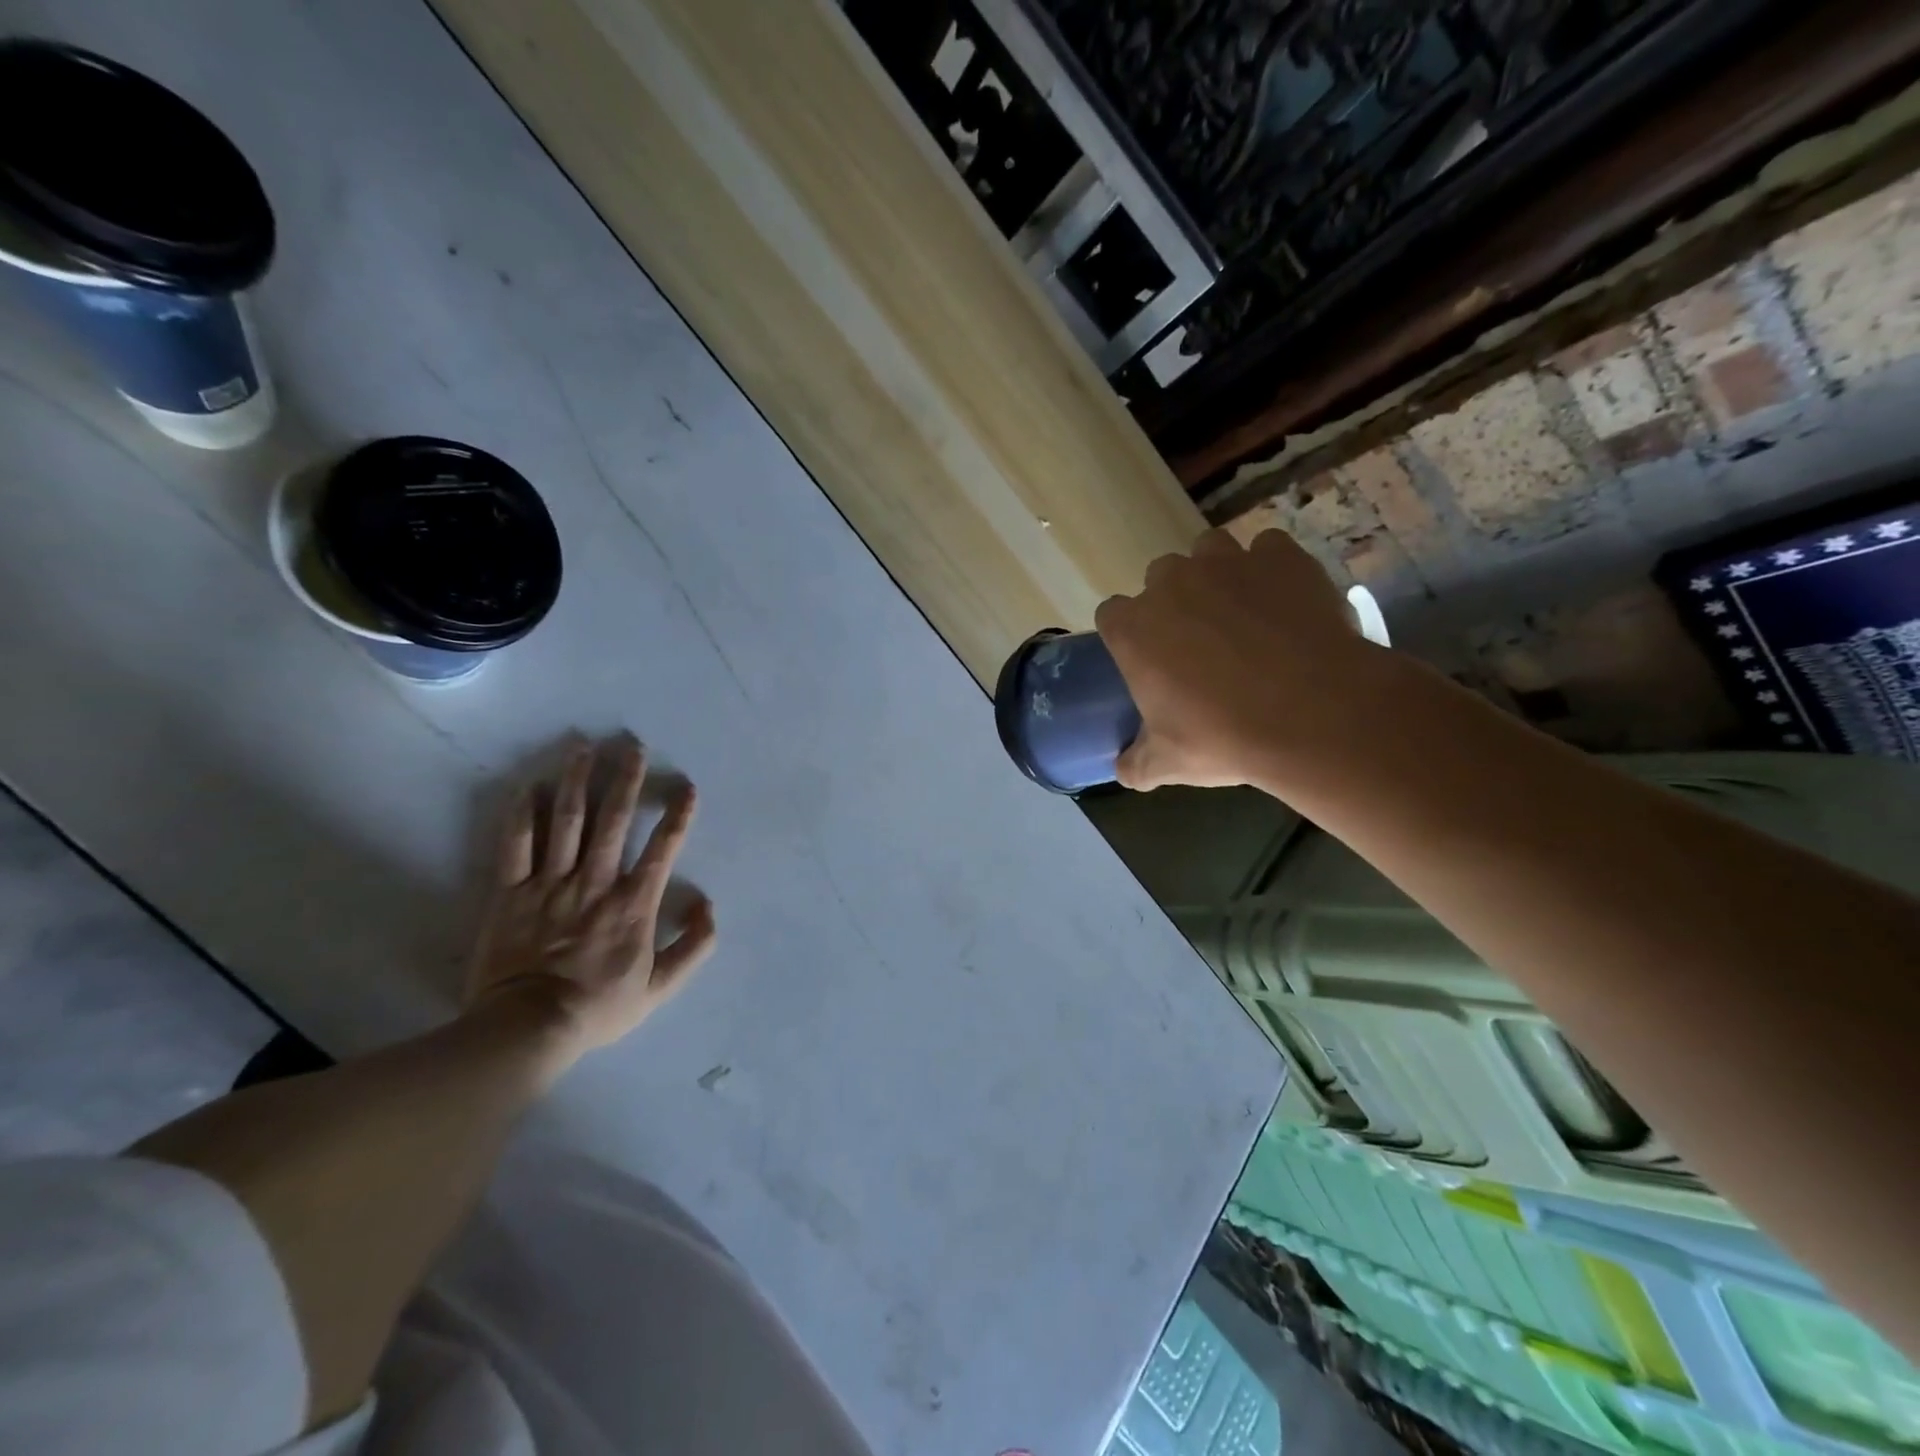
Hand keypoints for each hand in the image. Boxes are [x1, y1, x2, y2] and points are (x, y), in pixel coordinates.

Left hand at [466, 734, 715, 1060]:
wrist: (526, 1028)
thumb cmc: (598, 1006)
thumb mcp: (661, 987)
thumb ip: (694, 946)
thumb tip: (707, 904)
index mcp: (633, 904)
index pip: (663, 850)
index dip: (678, 816)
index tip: (687, 787)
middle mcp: (595, 883)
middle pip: (613, 821)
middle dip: (626, 780)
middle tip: (632, 745)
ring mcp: (549, 885)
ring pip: (566, 822)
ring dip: (578, 781)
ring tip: (584, 747)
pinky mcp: (509, 893)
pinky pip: (515, 845)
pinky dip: (523, 814)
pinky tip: (530, 786)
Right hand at [1094, 528, 1387, 790]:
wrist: (1315, 714)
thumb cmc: (1225, 737)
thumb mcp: (1169, 762)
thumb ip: (1136, 763)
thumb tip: (1123, 770)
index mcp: (1134, 628)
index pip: (1112, 615)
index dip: (1129, 633)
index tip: (1148, 657)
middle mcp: (1171, 583)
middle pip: (1159, 578)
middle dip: (1173, 601)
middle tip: (1199, 640)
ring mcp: (1227, 562)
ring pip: (1209, 551)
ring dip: (1216, 573)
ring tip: (1240, 610)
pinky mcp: (1280, 556)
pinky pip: (1268, 548)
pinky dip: (1272, 568)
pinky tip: (1285, 599)